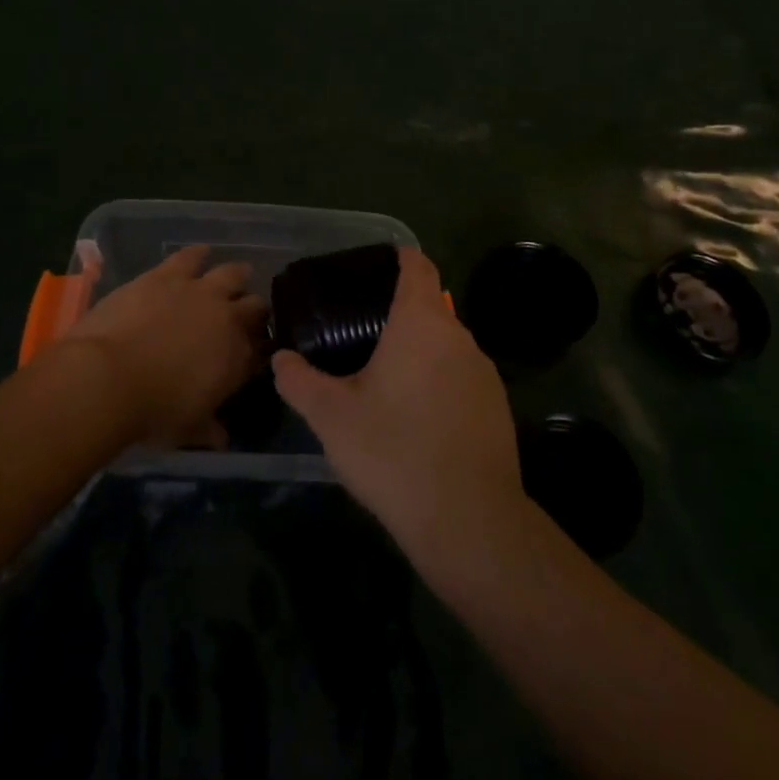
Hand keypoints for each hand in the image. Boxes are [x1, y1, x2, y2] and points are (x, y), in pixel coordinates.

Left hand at [56, 245, 265, 447]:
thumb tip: (221, 439)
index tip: (251, 353)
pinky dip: (198, 255)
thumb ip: (208, 429)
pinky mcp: (167, 274)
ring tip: (233, 277)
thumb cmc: (151, 412)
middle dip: (253, 310)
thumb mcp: (187, 429)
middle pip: (253, 306)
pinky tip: (200, 253)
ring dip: (235, 277)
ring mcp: (198, 291)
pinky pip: (191, 256)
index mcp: (237, 358)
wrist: (108, 377)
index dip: (257, 349)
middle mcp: (227, 318)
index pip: (259, 348)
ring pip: (231, 273)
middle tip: (245, 315)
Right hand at [273, 247, 524, 556]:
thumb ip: (299, 381)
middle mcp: (459, 337)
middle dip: (400, 312)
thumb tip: (281, 358)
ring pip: (447, 345)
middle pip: (431, 306)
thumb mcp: (332, 417)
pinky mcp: (498, 407)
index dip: (399, 258)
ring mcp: (485, 373)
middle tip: (361, 332)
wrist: (469, 521)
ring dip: (420, 351)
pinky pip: (462, 377)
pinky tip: (418, 418)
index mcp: (421, 323)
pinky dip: (439, 382)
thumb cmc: (394, 452)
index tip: (375, 266)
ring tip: (385, 377)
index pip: (418, 267)